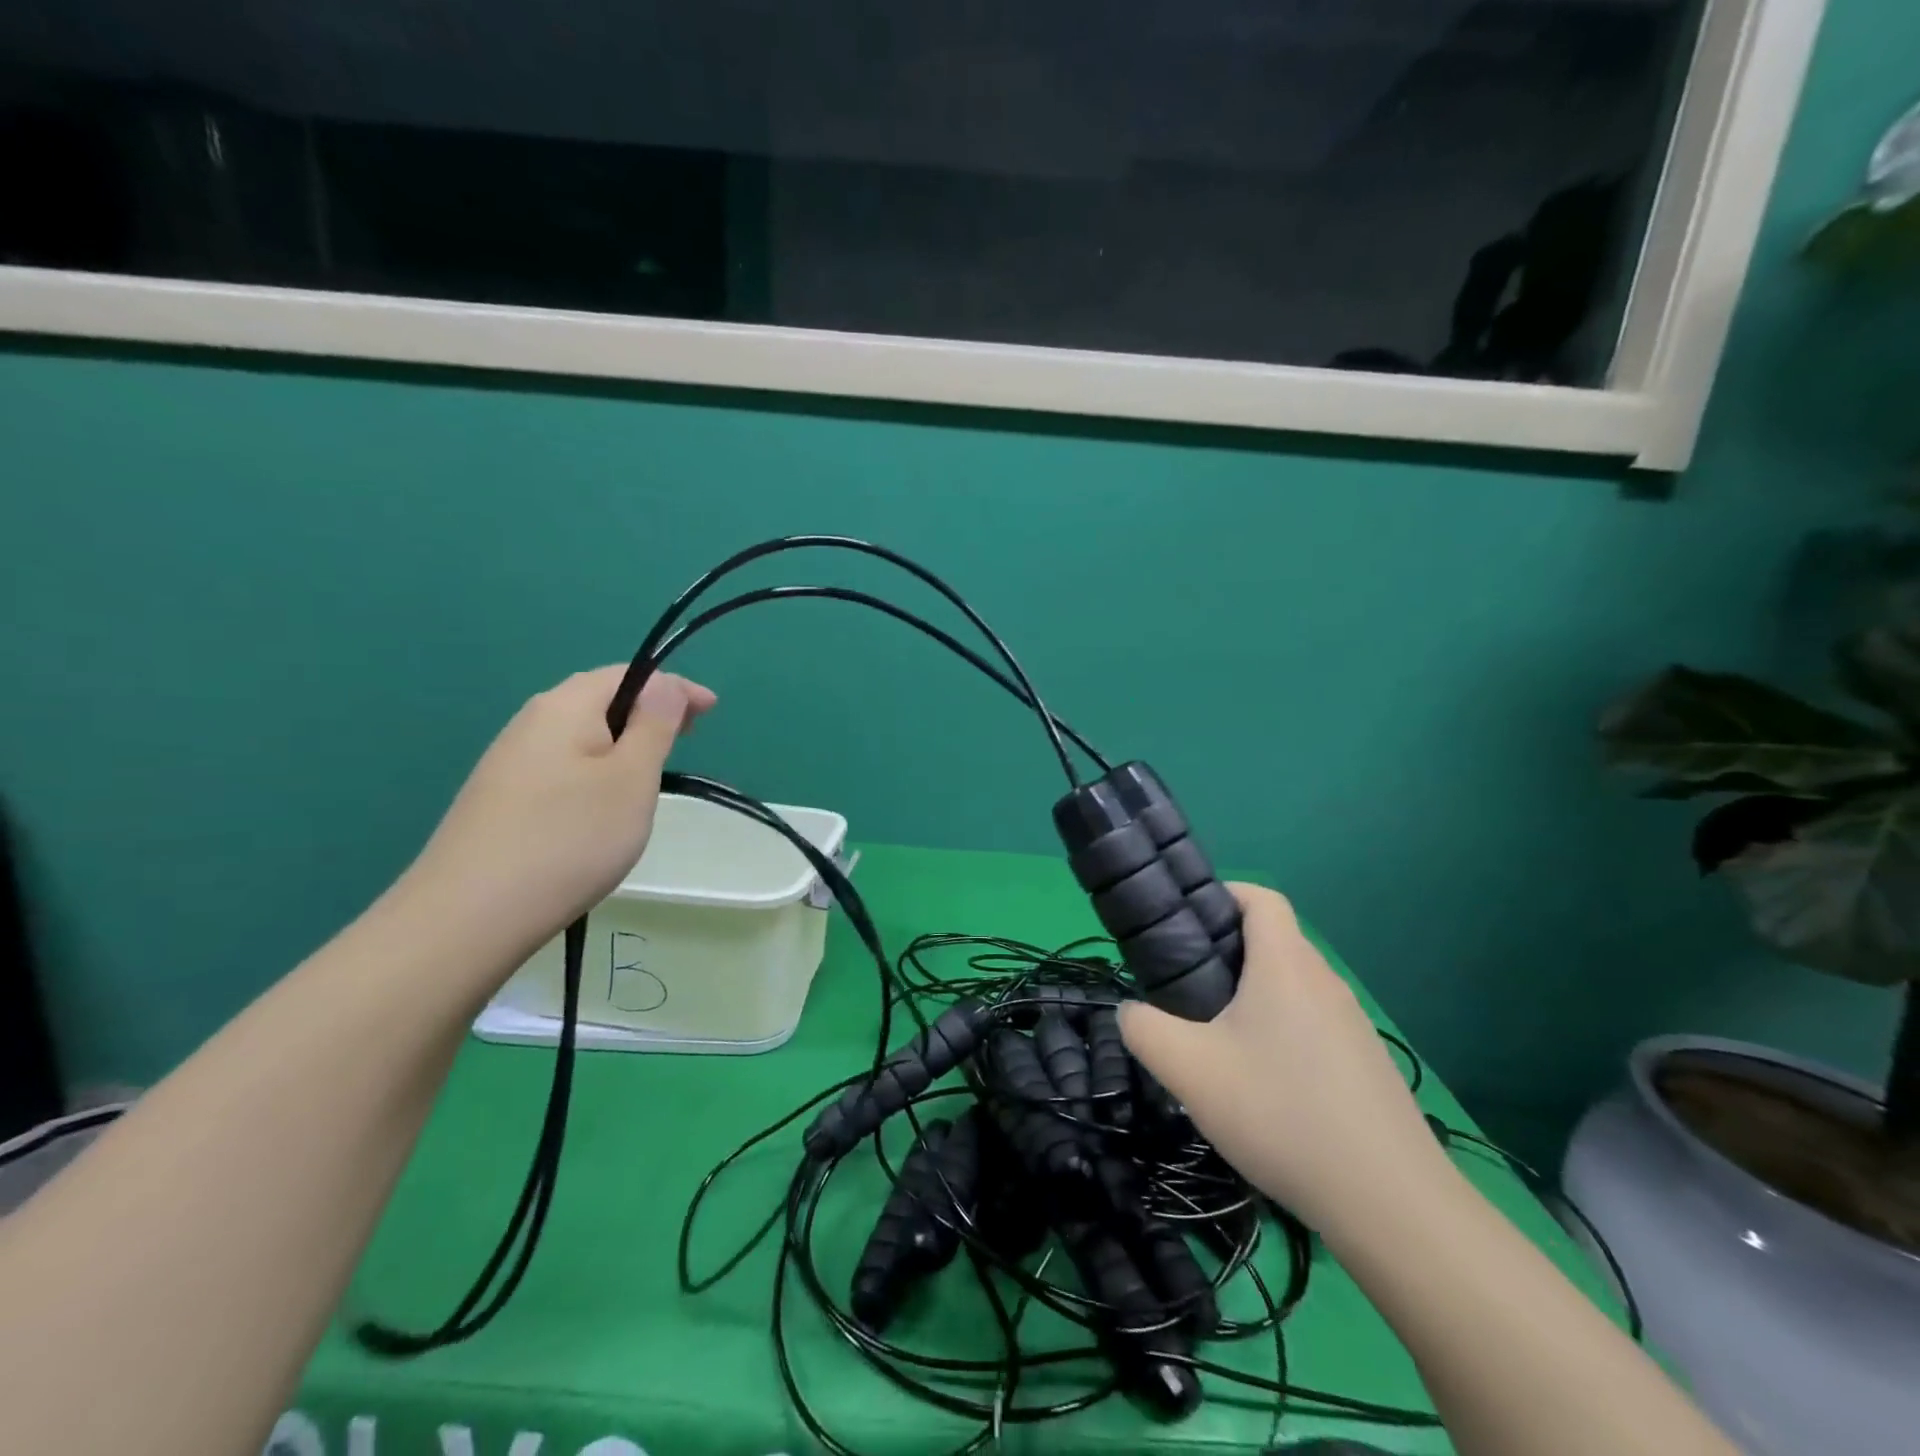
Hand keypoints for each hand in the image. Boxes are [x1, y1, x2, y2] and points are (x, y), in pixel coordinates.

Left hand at [394, 666, 714, 968]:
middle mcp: (531, 721)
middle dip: (647, 711)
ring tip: (651, 771)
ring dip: (622, 741)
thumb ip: (653, 725)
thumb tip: (663, 684)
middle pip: (599, 699)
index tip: (711, 711)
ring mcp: (509, 761)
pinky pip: (561, 764)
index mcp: (565, 706)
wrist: (470, 916)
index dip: (674, 687)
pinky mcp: (500, 797)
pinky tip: (602, 804)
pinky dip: (595, 768)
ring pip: (579, 734)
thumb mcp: (631, 778)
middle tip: (687, 736)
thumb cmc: (570, 839)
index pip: (628, 674)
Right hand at [1118, 885, 1449, 1240]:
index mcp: (1285, 965)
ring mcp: (1353, 1023)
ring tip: (1220, 1039)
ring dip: (1256, 995)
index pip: (1261, 898)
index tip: (1187, 922)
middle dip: (1228, 951)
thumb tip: (1130, 1011)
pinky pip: (1315, 1023)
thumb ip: (1143, 1029)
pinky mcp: (1367, 1063)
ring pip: (1294, 985)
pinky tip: (1266, 1084)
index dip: (1224, 894)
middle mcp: (1324, 981)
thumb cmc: (1280, 1113)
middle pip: (1274, 941)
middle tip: (1187, 988)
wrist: (1389, 1202)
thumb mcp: (1189, 1071)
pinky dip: (1284, 1030)